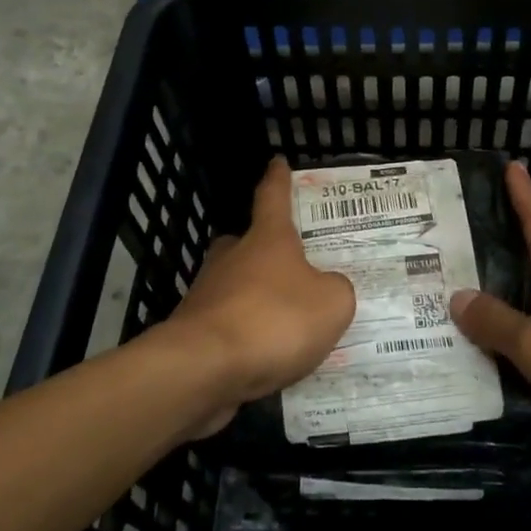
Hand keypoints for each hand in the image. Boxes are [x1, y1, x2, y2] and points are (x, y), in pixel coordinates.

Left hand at [169, 158, 355, 427]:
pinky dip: (246, 336)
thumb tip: (328, 288)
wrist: (204, 369)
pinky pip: (228, 325)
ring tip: (287, 323)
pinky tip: (267, 358)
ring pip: (235, 285)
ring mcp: (207, 294)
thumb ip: (336, 289)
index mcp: (267, 239)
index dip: (279, 179)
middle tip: (288, 263)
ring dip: (256, 298)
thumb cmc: (274, 320)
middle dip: (263, 249)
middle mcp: (232, 258)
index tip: (278, 162)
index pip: (273, 197)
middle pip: (245, 243)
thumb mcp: (332, 303)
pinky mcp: (194, 332)